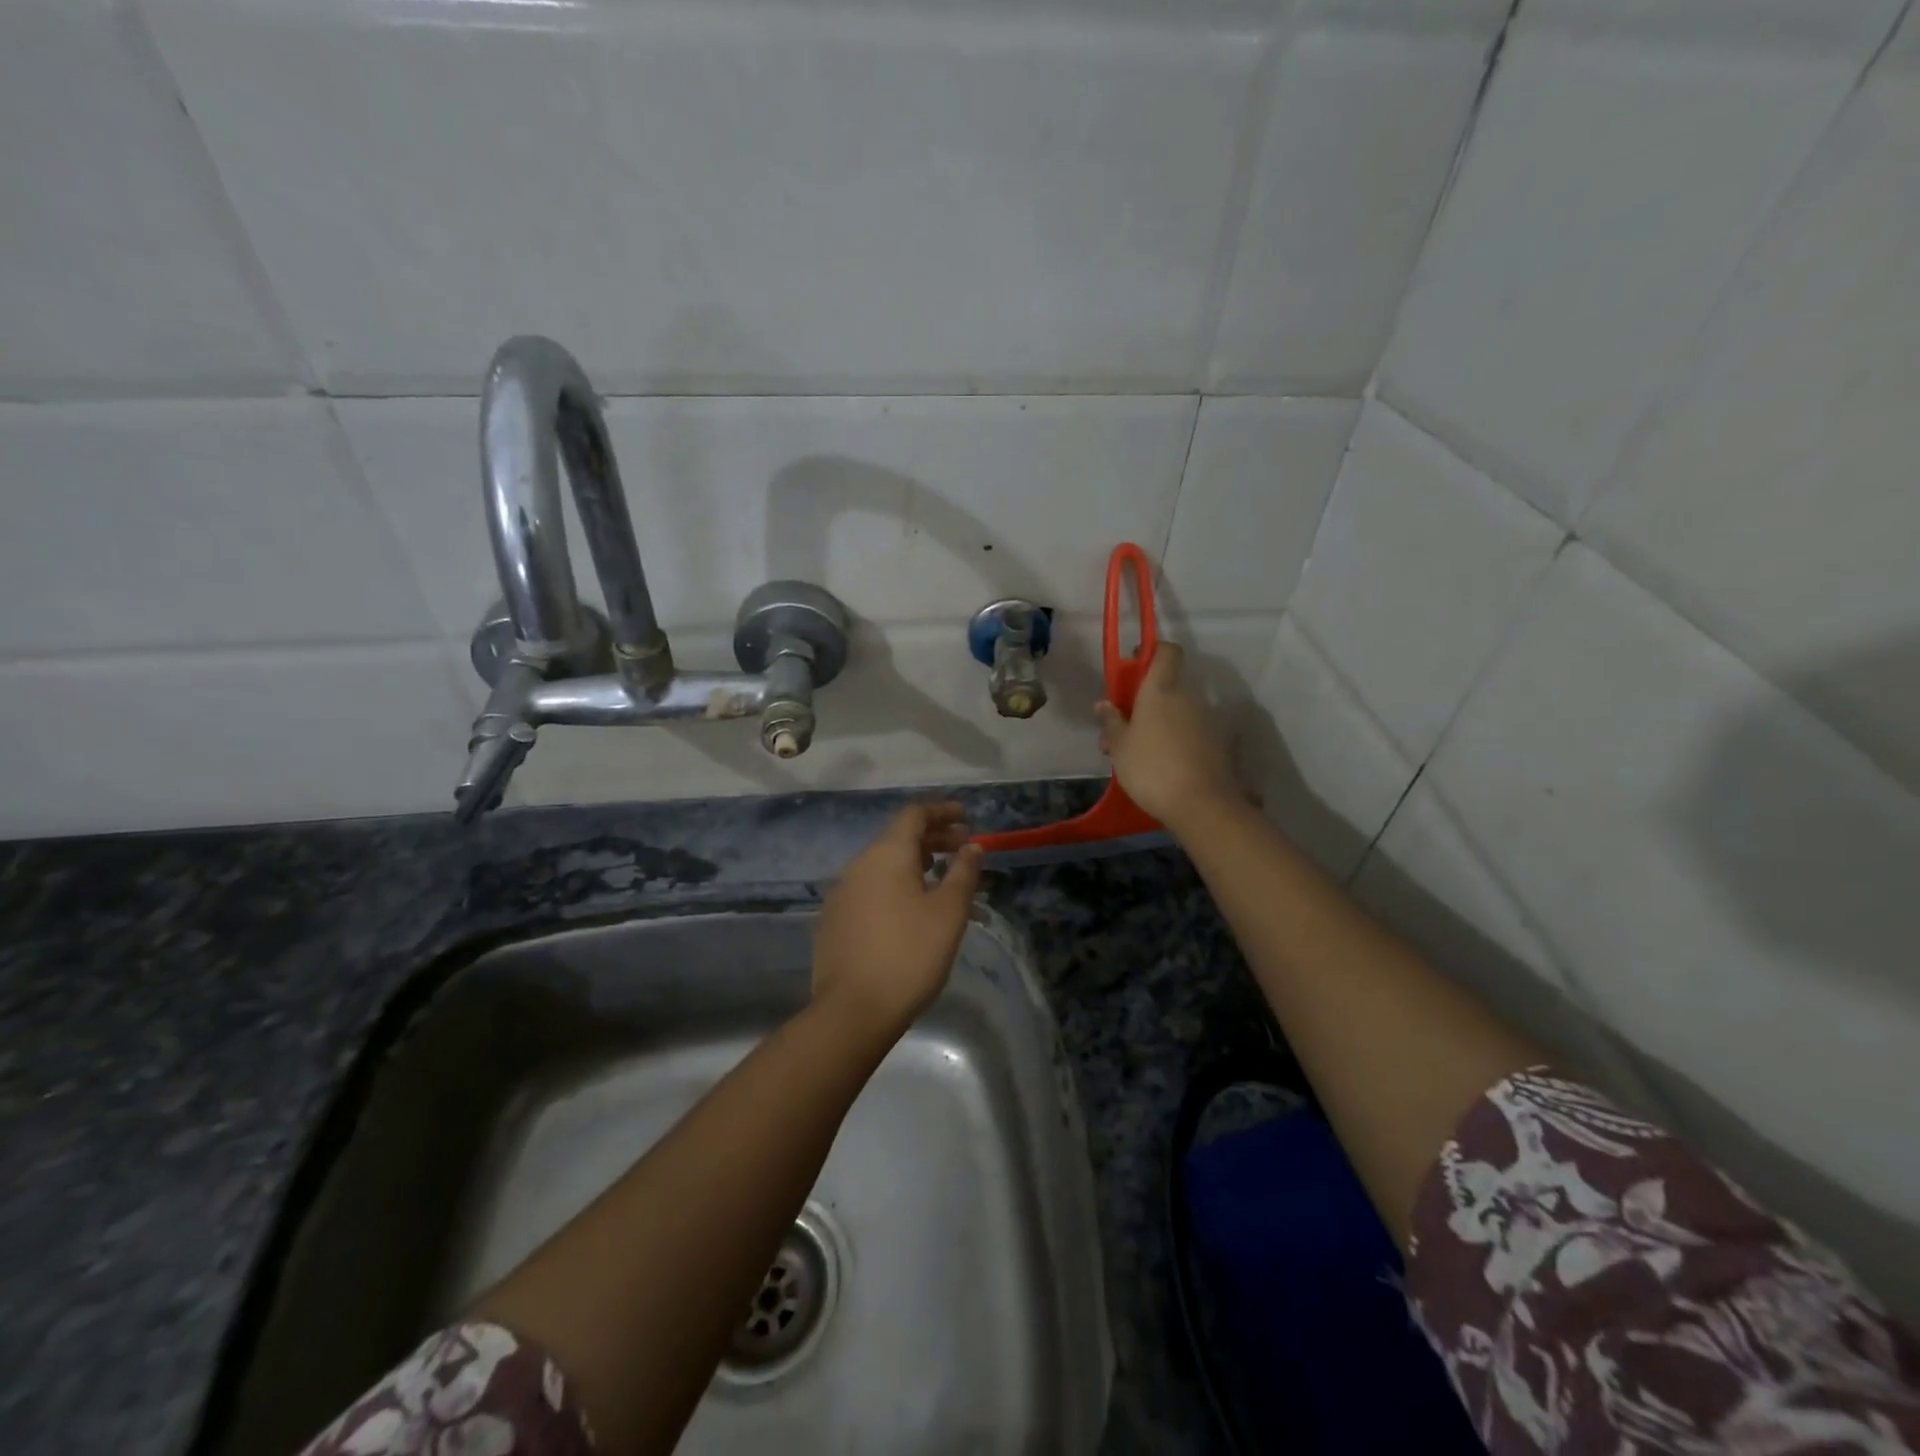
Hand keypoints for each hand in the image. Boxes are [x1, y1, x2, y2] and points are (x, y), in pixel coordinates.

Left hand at [811, 803, 983, 1040]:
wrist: (853, 1011)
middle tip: (964, 852)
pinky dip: (898, 889)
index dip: (942, 811)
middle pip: (899, 838)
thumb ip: (963, 873)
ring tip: (946, 886)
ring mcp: (842, 893)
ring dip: (918, 867)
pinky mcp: (835, 920)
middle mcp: (859, 865)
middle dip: (934, 839)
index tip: (967, 818)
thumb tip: (972, 846)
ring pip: (886, 867)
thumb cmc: (910, 954)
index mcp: (886, 854)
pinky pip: (873, 890)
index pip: (914, 814)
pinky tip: (915, 913)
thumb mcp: (948, 912)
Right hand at [1095, 643, 1236, 832]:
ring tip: (1136, 752)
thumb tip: (1104, 704)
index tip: (1134, 667)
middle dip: (1146, 699)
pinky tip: (1160, 764)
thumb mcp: (1119, 746)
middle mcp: (1188, 696)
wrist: (1201, 803)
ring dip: (1158, 721)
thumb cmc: (1151, 767)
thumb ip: (1111, 721)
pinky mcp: (1217, 742)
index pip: (1166, 651)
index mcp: (1162, 689)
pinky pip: (1190, 730)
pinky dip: (1175, 738)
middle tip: (1122, 726)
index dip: (1152, 652)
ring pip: (1178, 710)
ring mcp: (1206, 719)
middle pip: (1168, 685)